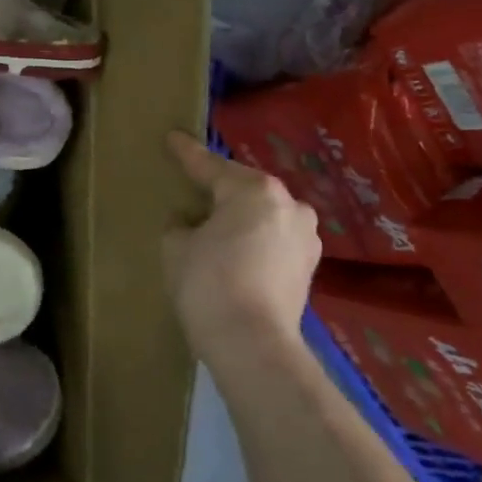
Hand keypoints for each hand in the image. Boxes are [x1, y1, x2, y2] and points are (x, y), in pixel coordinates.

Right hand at [162, 131, 320, 352]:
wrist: (252, 344)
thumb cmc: (208, 284)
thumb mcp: (176, 246)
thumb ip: (180, 223)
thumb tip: (190, 220)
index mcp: (254, 191)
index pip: (211, 166)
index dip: (186, 153)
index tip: (172, 137)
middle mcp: (289, 204)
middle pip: (243, 188)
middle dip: (218, 188)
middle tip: (192, 188)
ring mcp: (305, 236)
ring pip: (263, 214)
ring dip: (240, 216)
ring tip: (215, 224)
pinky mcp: (309, 266)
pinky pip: (273, 238)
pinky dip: (254, 239)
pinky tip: (235, 251)